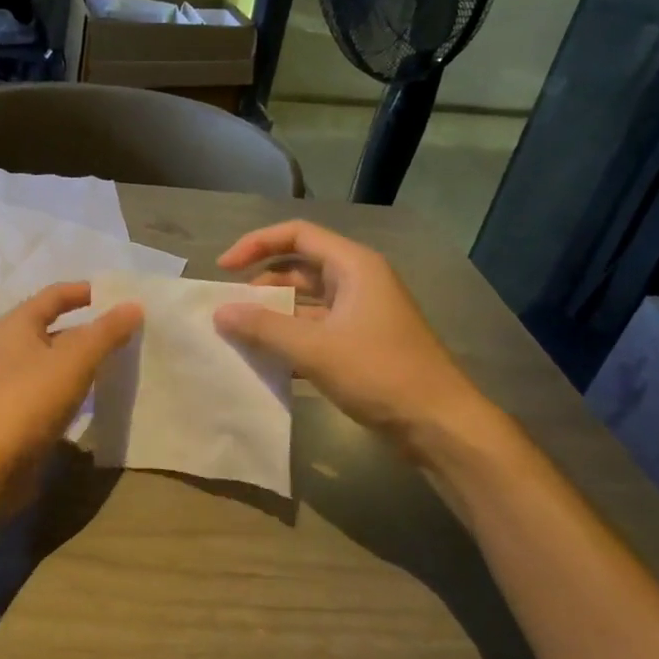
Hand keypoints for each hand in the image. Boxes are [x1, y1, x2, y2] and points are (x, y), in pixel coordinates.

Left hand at [0, 283, 142, 476]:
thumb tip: (134, 305)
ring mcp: (13, 383)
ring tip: (122, 363)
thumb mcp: (74, 360)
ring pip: (56, 362)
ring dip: (85, 361)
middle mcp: (11, 348)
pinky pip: (53, 390)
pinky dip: (76, 388)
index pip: (55, 295)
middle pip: (56, 329)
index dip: (85, 291)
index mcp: (17, 325)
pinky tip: (98, 397)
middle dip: (91, 329)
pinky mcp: (19, 414)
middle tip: (130, 332)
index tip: (119, 296)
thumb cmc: (29, 400)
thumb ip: (106, 332)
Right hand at [213, 221, 497, 464]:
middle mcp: (358, 282)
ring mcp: (361, 314)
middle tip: (230, 307)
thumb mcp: (315, 349)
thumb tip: (220, 312)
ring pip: (306, 302)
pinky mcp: (361, 344)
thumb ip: (264, 328)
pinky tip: (266, 361)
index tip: (223, 269)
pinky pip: (316, 330)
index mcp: (354, 266)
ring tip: (239, 335)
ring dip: (274, 315)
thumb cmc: (380, 373)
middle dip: (262, 284)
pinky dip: (291, 340)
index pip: (297, 234)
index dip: (256, 244)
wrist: (438, 424)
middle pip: (300, 267)